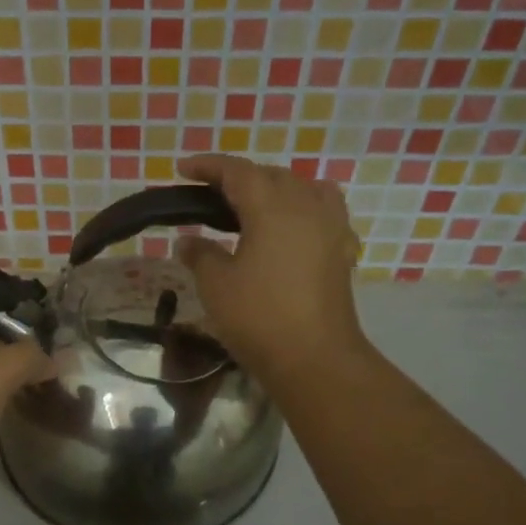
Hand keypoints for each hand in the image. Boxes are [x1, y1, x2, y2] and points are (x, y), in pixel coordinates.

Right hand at [174, 155, 365, 384]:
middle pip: (271, 175)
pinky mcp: (342, 250)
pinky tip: (290, 229)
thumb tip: (188, 241)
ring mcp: (330, 226)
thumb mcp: (216, 285)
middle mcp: (305, 205)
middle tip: (210, 193)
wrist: (315, 358)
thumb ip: (200, 254)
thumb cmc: (259, 317)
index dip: (208, 166)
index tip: (183, 169)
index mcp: (271, 206)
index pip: (237, 171)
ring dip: (274, 189)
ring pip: (302, 189)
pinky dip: (302, 208)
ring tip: (252, 207)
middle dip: (240, 177)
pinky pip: (323, 211)